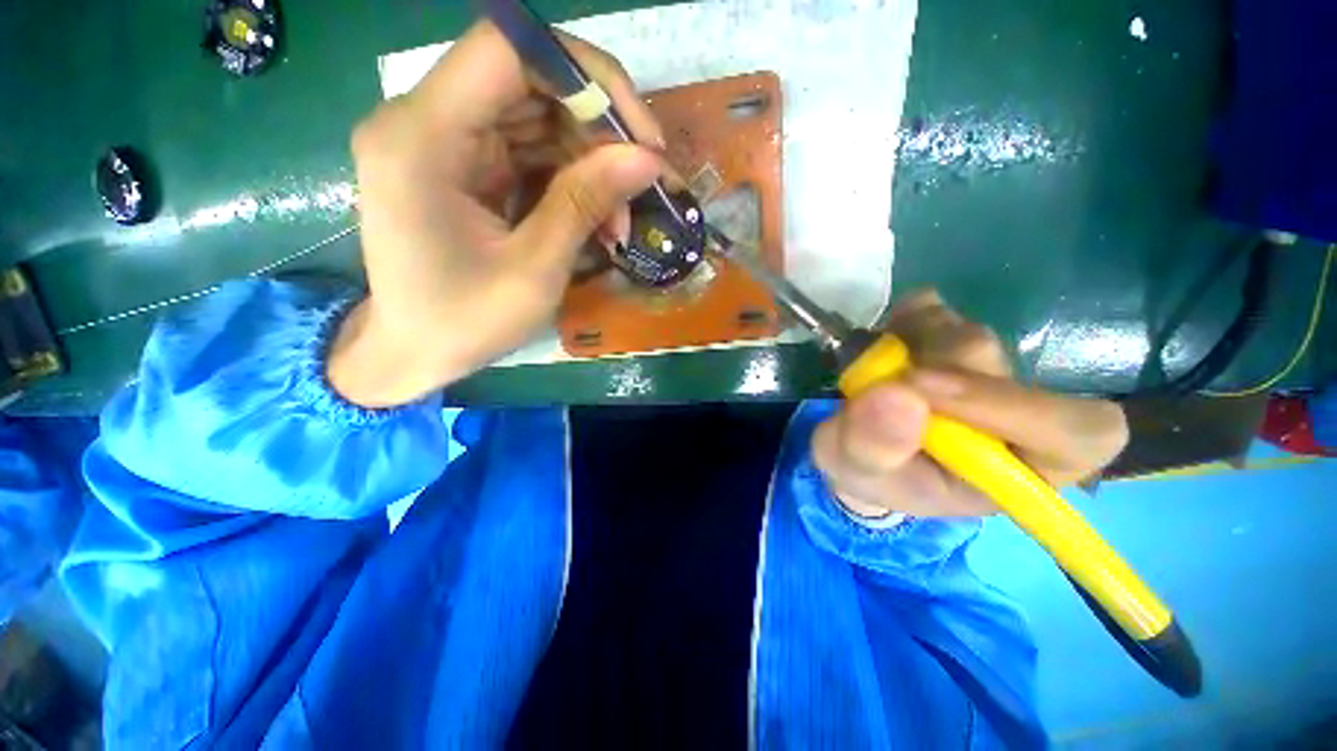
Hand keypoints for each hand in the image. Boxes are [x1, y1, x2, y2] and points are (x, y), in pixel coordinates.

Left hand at [330, 22, 665, 406]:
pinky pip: (528, 149)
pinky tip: (596, 217)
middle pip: (528, 80)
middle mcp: (423, 120)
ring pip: (535, 115)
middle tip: (641, 180)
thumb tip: (648, 160)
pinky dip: (570, 178)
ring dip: (590, 160)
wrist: (412, 351)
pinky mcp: (462, 164)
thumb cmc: (464, 322)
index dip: (585, 74)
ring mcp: (443, 140)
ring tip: (620, 217)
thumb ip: (585, 203)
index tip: (638, 133)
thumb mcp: (534, 270)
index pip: (509, 48)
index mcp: (422, 137)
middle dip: (598, 128)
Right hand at [812, 291, 1128, 518]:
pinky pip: (932, 306)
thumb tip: (898, 395)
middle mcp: (1014, 411)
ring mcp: (983, 366)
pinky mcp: (947, 333)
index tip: (921, 388)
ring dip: (906, 347)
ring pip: (964, 334)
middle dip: (925, 368)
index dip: (1014, 406)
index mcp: (1015, 467)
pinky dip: (900, 319)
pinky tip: (885, 344)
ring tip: (872, 374)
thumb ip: (874, 449)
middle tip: (876, 381)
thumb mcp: (857, 474)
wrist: (855, 446)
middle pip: (998, 364)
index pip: (1078, 433)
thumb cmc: (869, 473)